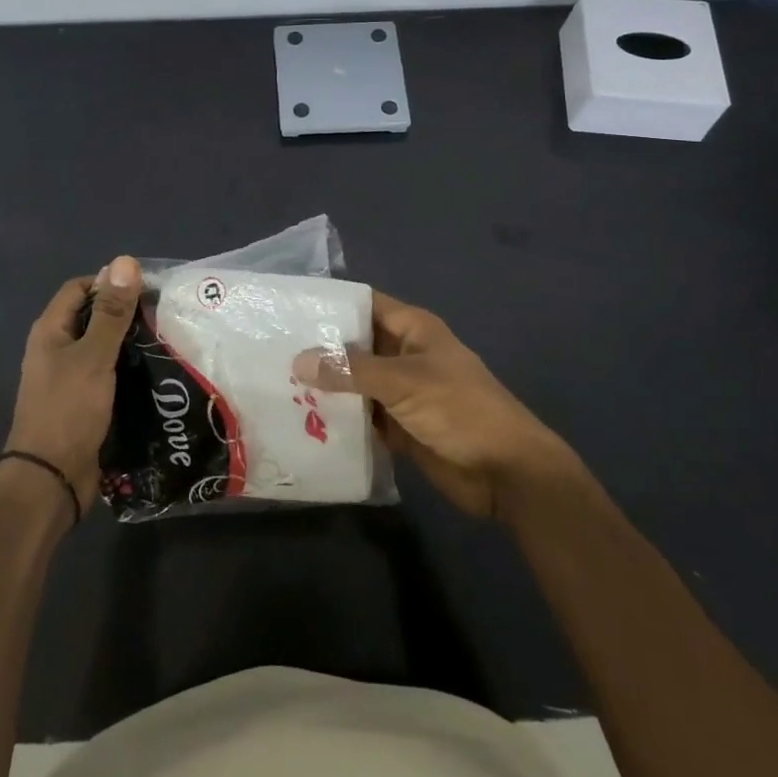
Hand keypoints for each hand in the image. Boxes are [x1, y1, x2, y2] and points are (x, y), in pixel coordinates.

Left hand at [5, 256, 141, 513]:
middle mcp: (56, 348)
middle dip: (125, 312)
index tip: (147, 289)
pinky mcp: (83, 401)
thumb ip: (111, 312)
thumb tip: (125, 261)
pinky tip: (154, 371)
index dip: (110, 283)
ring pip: (102, 346)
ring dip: (130, 342)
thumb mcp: (94, 356)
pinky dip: (127, 367)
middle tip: (164, 314)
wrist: (50, 479)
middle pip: (92, 316)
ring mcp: (68, 377)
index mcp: (51, 330)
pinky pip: (107, 373)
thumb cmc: (68, 410)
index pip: (80, 288)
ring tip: (167, 339)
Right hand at [293, 291, 582, 519]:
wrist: (507, 471)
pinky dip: (339, 419)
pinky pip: (362, 417)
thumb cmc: (461, 410)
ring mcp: (401, 393)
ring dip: (326, 388)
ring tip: (275, 386)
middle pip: (355, 345)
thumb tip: (298, 361)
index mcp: (413, 330)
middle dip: (319, 350)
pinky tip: (302, 422)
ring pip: (355, 383)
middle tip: (270, 352)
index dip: (331, 305)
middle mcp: (404, 355)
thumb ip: (351, 371)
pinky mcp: (399, 427)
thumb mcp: (405, 382)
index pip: (364, 305)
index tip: (288, 310)